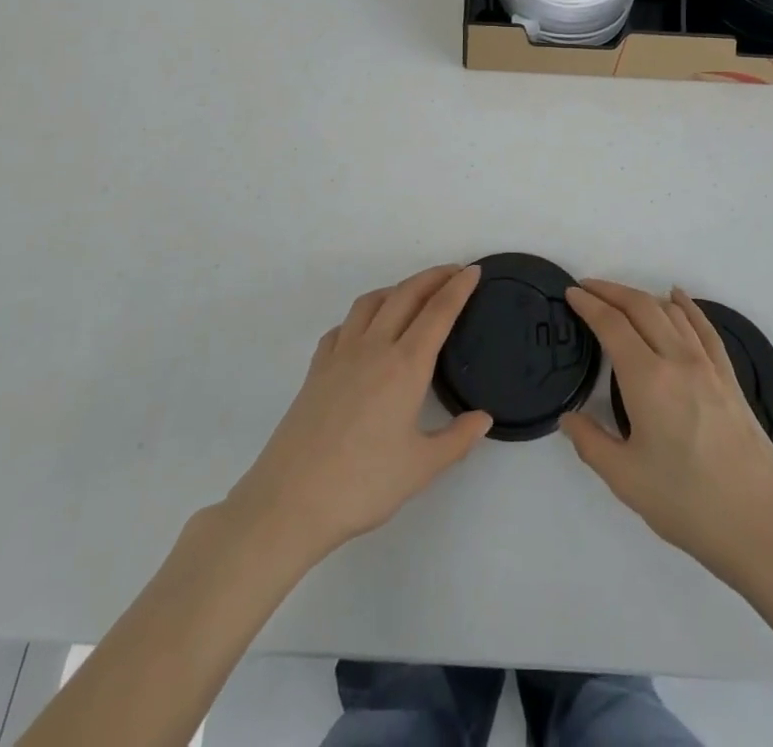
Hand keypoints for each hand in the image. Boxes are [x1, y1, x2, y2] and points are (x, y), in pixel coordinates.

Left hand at [223, 264, 491, 567]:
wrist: (289, 501)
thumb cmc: (363, 484)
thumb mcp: (421, 468)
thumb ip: (457, 439)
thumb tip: (483, 418)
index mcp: (406, 365)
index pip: (438, 312)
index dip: (458, 287)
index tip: (474, 271)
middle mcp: (374, 348)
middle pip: (406, 295)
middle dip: (433, 277)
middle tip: (453, 272)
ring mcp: (340, 355)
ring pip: (371, 303)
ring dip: (396, 289)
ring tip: (412, 295)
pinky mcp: (316, 370)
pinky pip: (342, 327)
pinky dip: (361, 317)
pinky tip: (365, 332)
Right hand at [560, 280, 772, 584]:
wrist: (761, 526)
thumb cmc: (688, 503)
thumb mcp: (626, 480)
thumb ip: (591, 443)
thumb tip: (569, 418)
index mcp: (648, 380)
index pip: (612, 325)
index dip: (589, 304)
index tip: (571, 293)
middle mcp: (678, 360)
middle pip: (642, 307)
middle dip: (611, 291)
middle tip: (588, 289)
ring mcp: (708, 366)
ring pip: (672, 312)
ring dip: (642, 297)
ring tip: (621, 297)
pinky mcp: (730, 379)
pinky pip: (704, 328)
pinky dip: (687, 306)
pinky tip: (678, 298)